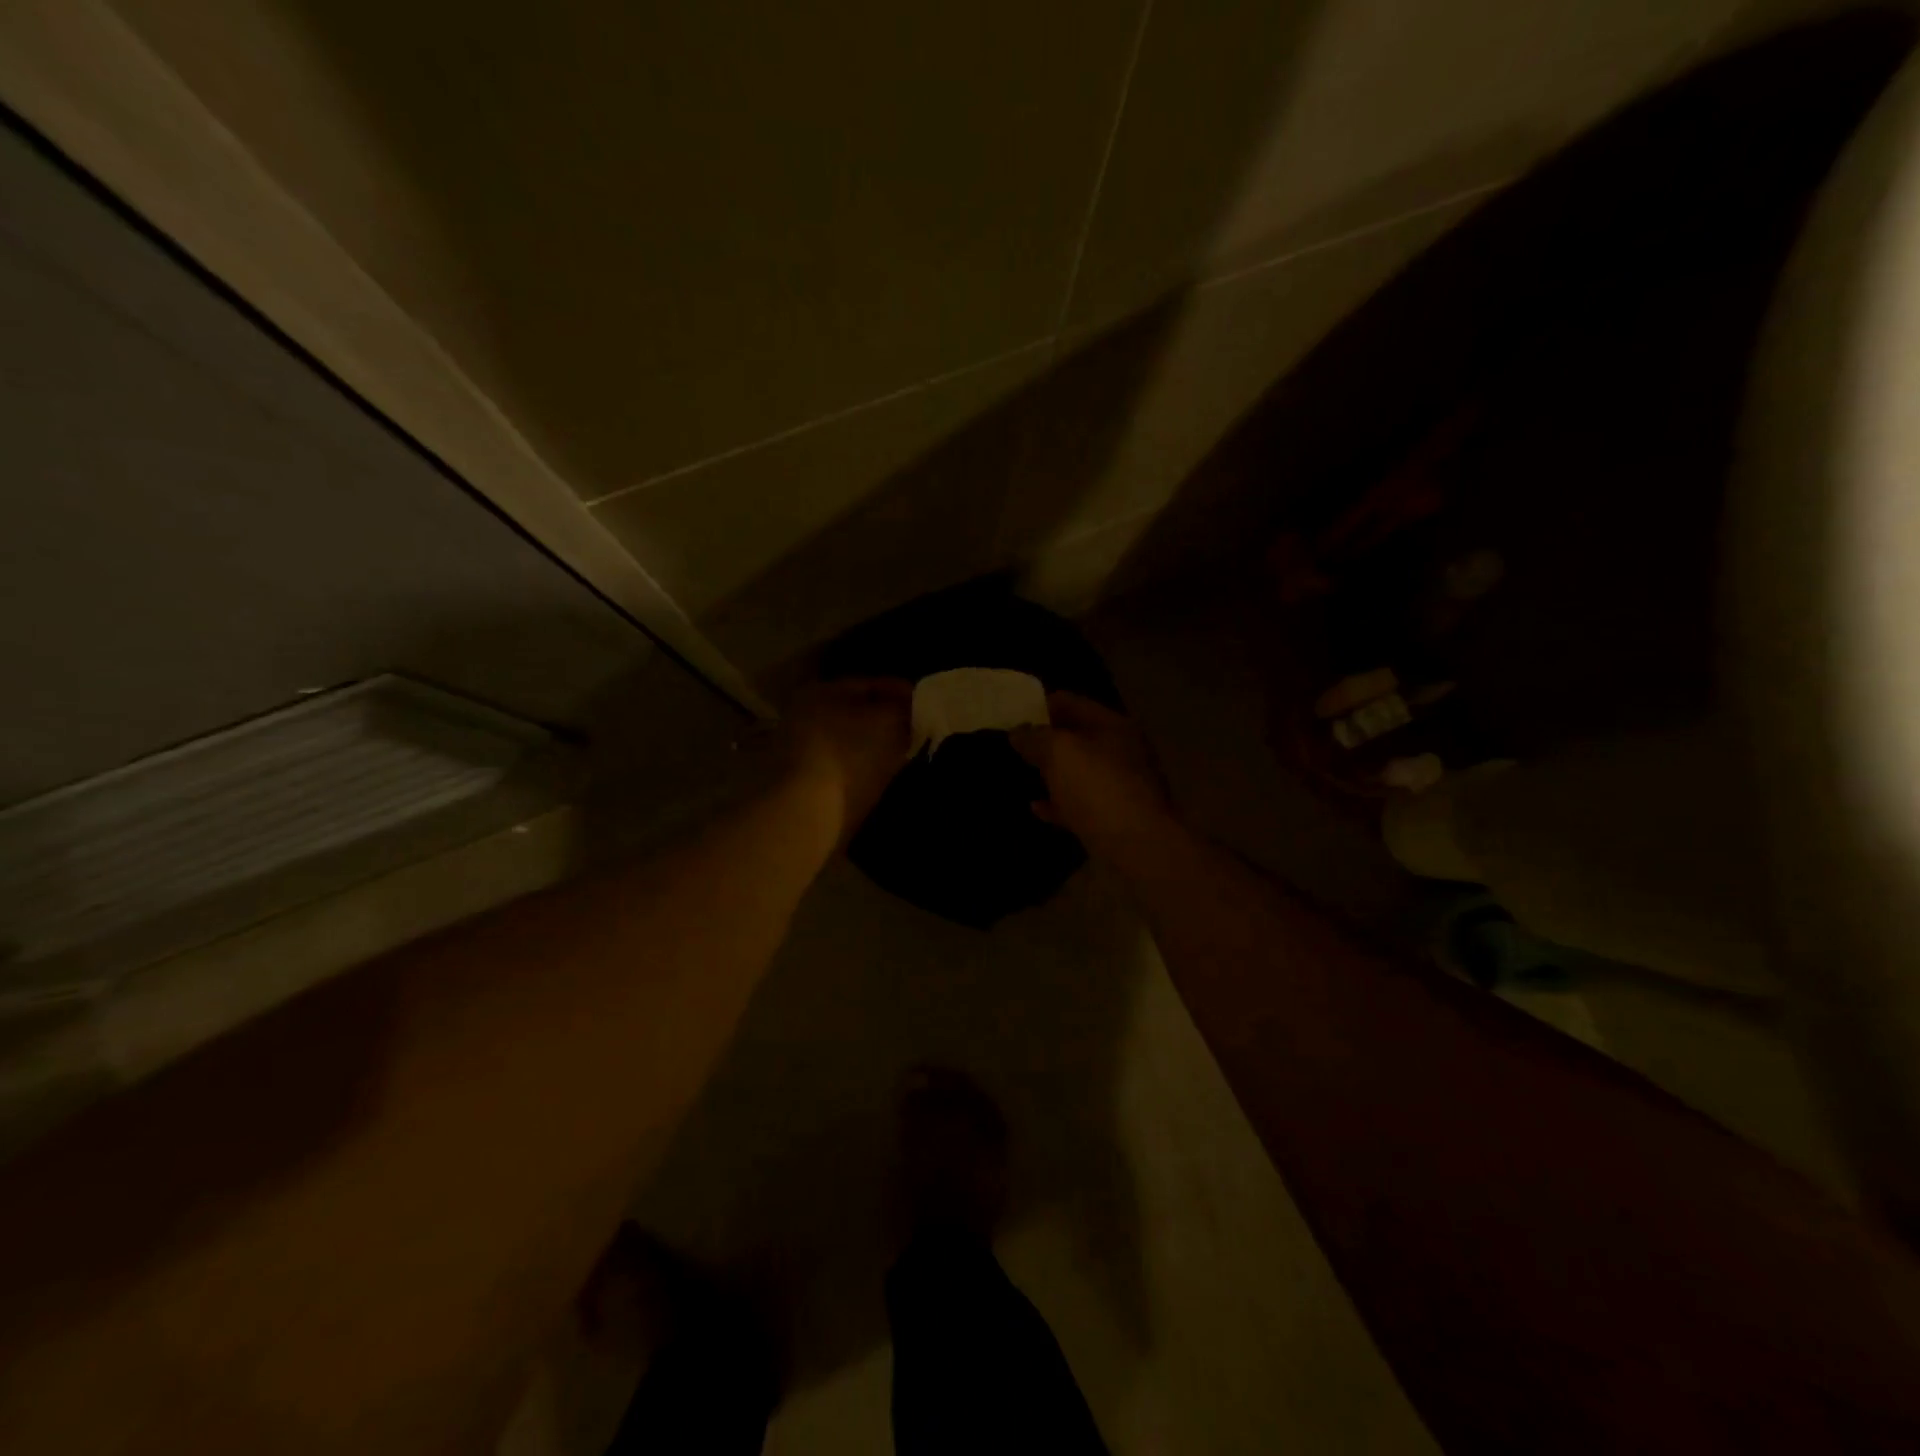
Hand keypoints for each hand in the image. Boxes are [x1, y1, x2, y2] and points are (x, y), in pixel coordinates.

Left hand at [781, 678, 913, 847]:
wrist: (808, 813)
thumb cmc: (849, 755)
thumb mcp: (888, 721)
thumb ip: (904, 708)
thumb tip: (911, 706)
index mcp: (821, 691)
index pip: (868, 683)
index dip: (901, 691)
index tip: (927, 704)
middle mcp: (805, 714)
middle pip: (857, 711)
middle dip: (889, 718)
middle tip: (919, 728)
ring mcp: (801, 749)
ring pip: (851, 739)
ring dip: (877, 744)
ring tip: (907, 753)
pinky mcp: (804, 781)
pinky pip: (844, 764)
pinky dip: (864, 766)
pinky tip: (885, 774)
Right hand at [1010, 692, 1176, 862]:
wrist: (1140, 846)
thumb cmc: (1099, 788)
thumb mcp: (1060, 753)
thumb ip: (1036, 738)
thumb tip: (1018, 732)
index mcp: (1114, 725)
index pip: (1073, 702)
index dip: (1041, 704)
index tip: (1013, 712)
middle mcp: (1122, 751)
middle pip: (1078, 737)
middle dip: (1047, 739)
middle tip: (1013, 743)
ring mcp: (1121, 787)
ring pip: (1080, 772)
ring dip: (1053, 772)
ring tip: (1022, 771)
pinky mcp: (1115, 819)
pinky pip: (1080, 804)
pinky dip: (1059, 803)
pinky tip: (1036, 807)